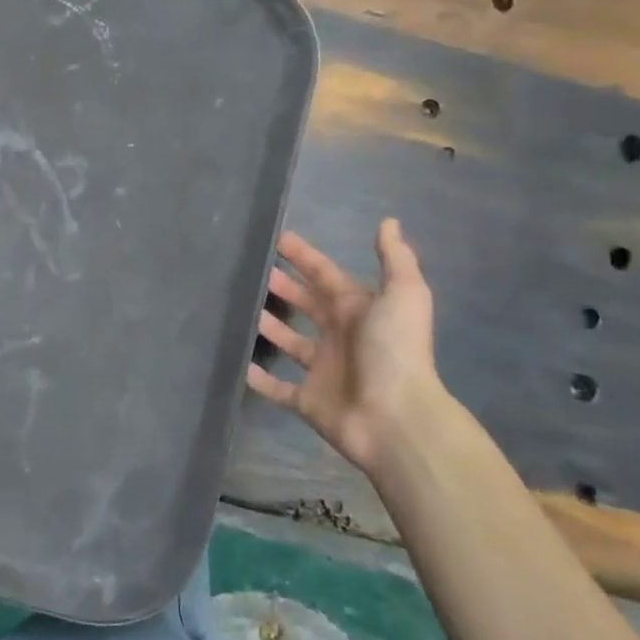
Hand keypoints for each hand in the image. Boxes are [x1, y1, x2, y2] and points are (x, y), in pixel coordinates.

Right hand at [247, 219, 442, 477]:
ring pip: (289, 341)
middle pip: (306, 305)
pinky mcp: (306, 400)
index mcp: (358, 310)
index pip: (325, 276)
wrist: (396, 417)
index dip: (304, 257)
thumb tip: (389, 221)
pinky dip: (258, 377)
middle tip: (250, 270)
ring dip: (268, 326)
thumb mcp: (403, 295)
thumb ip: (395, 259)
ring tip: (237, 308)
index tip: (276, 238)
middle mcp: (339, 336)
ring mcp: (322, 370)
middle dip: (282, 286)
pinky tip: (236, 361)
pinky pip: (276, 387)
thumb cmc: (395, 350)